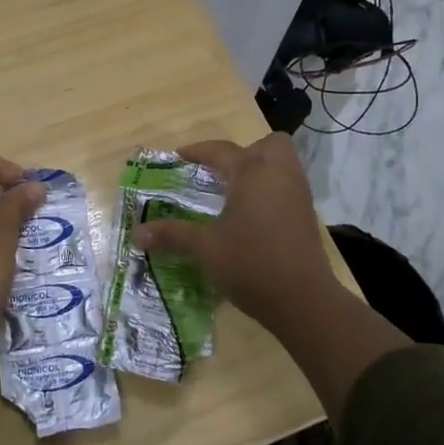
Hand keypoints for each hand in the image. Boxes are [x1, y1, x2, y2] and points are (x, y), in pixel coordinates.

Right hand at [129, 133, 339, 329]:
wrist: (302, 299)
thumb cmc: (250, 263)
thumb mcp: (205, 248)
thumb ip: (172, 235)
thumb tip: (136, 234)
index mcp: (251, 173)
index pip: (221, 151)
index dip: (197, 151)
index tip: (178, 157)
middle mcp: (278, 175)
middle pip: (267, 145)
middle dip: (245, 152)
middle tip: (221, 173)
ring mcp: (298, 194)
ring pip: (282, 165)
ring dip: (260, 170)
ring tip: (235, 192)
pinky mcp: (307, 216)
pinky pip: (288, 187)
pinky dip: (271, 190)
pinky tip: (253, 215)